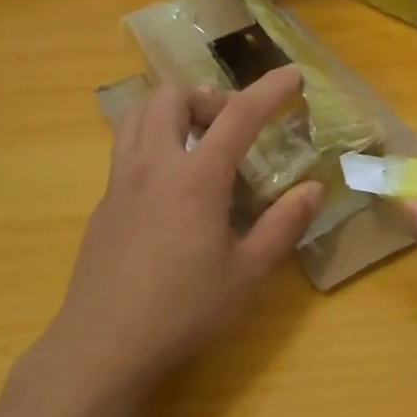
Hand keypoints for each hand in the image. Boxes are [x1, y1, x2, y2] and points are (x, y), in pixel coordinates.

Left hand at [46, 65, 321, 393]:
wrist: (104, 343)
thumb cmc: (184, 310)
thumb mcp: (247, 273)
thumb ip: (282, 226)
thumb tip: (313, 189)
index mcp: (195, 179)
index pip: (238, 116)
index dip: (269, 91)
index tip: (292, 74)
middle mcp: (153, 166)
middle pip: (171, 98)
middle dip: (207, 96)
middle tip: (231, 124)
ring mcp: (120, 182)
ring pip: (138, 115)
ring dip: (171, 110)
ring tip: (198, 140)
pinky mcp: (103, 204)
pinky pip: (126, 148)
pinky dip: (153, 141)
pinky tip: (169, 184)